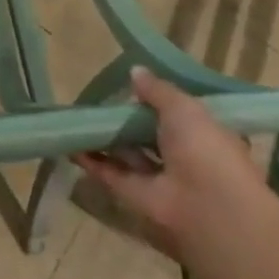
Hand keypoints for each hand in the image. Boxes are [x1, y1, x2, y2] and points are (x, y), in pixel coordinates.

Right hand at [71, 69, 274, 266]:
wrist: (208, 207)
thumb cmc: (204, 149)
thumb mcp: (183, 107)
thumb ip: (157, 90)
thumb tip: (136, 71)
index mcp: (204, 136)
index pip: (180, 116)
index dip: (158, 102)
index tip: (134, 87)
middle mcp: (184, 158)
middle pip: (150, 136)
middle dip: (128, 120)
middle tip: (100, 100)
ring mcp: (161, 180)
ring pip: (129, 155)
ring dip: (107, 139)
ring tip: (79, 118)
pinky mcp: (138, 197)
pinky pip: (112, 173)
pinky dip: (92, 160)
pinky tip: (71, 145)